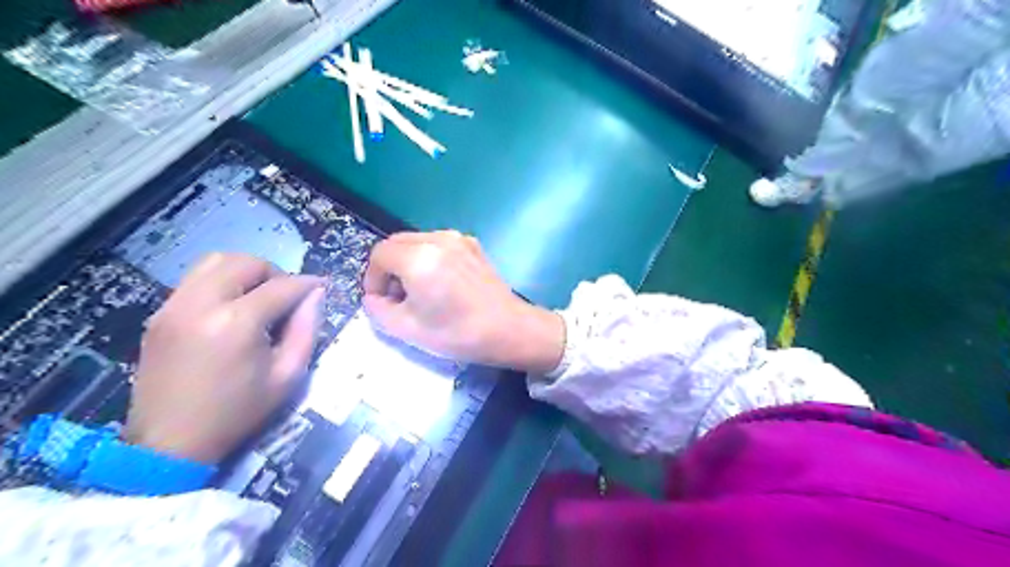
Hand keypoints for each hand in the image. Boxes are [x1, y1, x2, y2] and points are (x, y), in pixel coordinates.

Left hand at [121, 253, 323, 464]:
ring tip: (258, 296)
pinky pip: (195, 280)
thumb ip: (306, 329)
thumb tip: (316, 295)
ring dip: (244, 271)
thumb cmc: (238, 412)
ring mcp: (174, 306)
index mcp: (236, 322)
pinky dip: (220, 282)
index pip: (282, 286)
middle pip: (245, 263)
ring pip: (215, 262)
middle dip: (274, 272)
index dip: (307, 283)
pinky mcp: (160, 314)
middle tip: (287, 296)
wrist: (170, 443)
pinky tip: (231, 307)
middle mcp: (201, 304)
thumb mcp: (288, 376)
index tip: (321, 287)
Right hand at [363, 229, 566, 374]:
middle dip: (389, 268)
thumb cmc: (458, 333)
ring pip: (417, 241)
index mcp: (419, 257)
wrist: (509, 329)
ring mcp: (459, 239)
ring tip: (420, 292)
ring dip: (408, 262)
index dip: (372, 278)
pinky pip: (439, 244)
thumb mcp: (407, 329)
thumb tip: (374, 297)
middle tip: (397, 298)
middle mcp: (438, 239)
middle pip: (396, 243)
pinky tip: (441, 284)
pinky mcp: (473, 245)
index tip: (380, 301)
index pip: (379, 255)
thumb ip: (378, 310)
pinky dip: (429, 258)